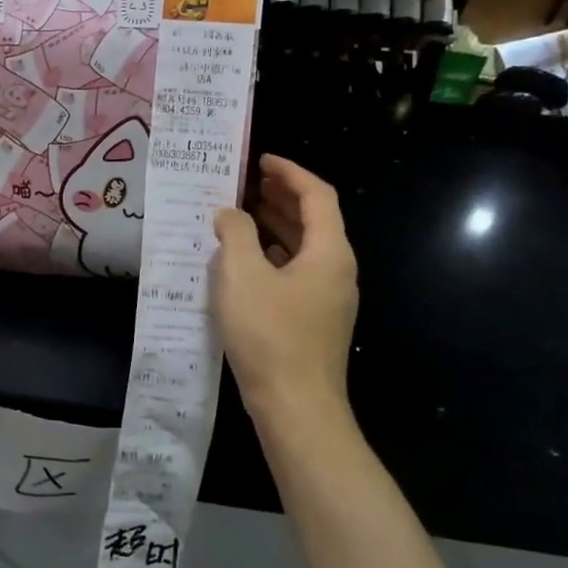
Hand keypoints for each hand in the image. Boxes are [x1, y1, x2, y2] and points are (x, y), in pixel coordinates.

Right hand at [213, 155, 360, 445]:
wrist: (296, 407)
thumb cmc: (269, 334)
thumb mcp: (242, 275)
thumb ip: (235, 233)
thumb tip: (231, 214)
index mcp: (328, 252)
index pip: (317, 195)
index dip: (290, 172)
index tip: (260, 160)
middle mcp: (336, 270)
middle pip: (314, 219)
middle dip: (281, 196)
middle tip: (246, 183)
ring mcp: (328, 298)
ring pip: (304, 247)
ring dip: (275, 226)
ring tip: (240, 215)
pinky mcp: (314, 320)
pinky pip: (296, 272)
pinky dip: (273, 255)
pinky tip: (244, 261)